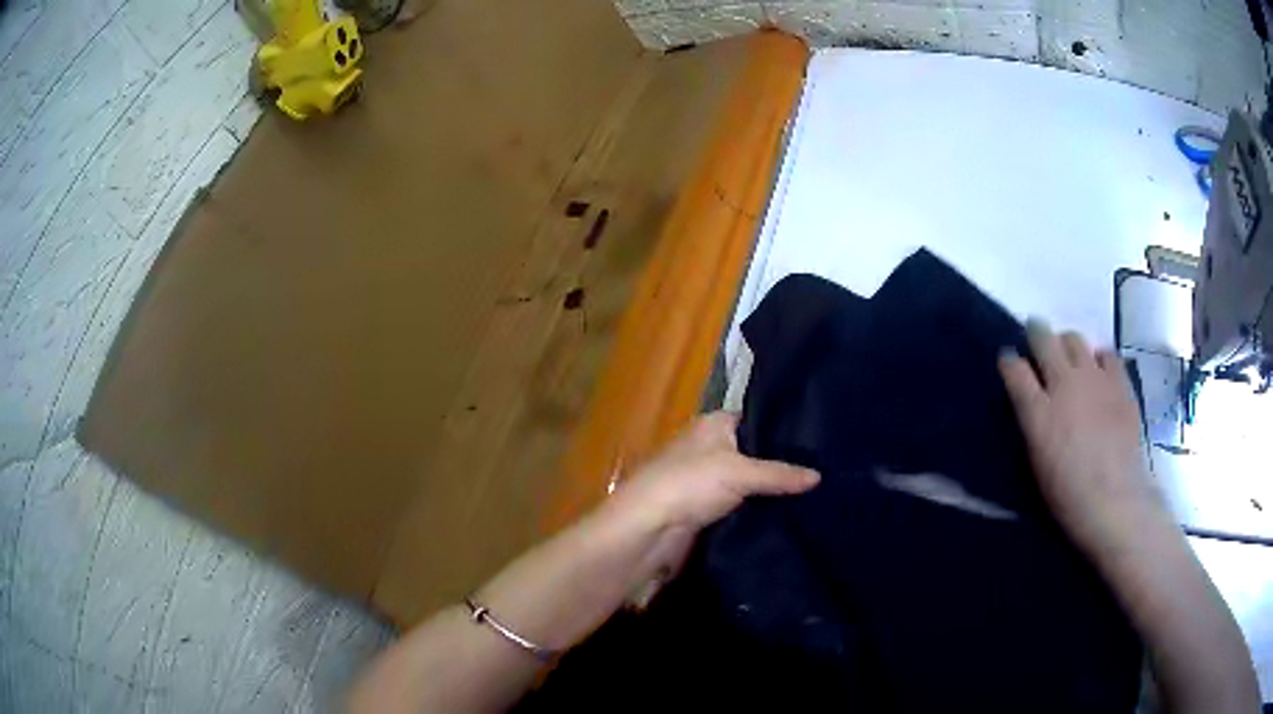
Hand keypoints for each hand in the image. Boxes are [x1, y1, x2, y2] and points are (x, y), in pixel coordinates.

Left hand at [598, 412, 818, 602]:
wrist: (648, 529)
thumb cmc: (689, 484)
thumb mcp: (740, 472)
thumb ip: (780, 473)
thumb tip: (819, 476)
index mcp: (714, 425)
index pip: (757, 418)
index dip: (784, 428)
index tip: (819, 439)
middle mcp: (710, 447)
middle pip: (754, 452)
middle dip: (783, 462)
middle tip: (826, 468)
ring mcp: (707, 480)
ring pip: (748, 481)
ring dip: (771, 489)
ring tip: (817, 491)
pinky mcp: (706, 509)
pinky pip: (740, 504)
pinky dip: (758, 508)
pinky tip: (789, 513)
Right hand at [998, 321, 1166, 555]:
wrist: (1115, 502)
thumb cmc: (1068, 496)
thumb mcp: (1037, 462)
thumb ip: (1033, 423)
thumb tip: (1031, 404)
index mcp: (1038, 412)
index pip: (1014, 368)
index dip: (1009, 361)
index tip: (1009, 363)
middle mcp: (1064, 384)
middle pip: (1043, 338)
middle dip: (1036, 334)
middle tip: (1036, 342)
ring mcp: (1095, 378)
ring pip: (1074, 338)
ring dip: (1066, 344)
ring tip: (1069, 359)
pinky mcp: (1119, 381)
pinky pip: (1106, 353)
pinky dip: (1098, 358)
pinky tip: (1099, 373)